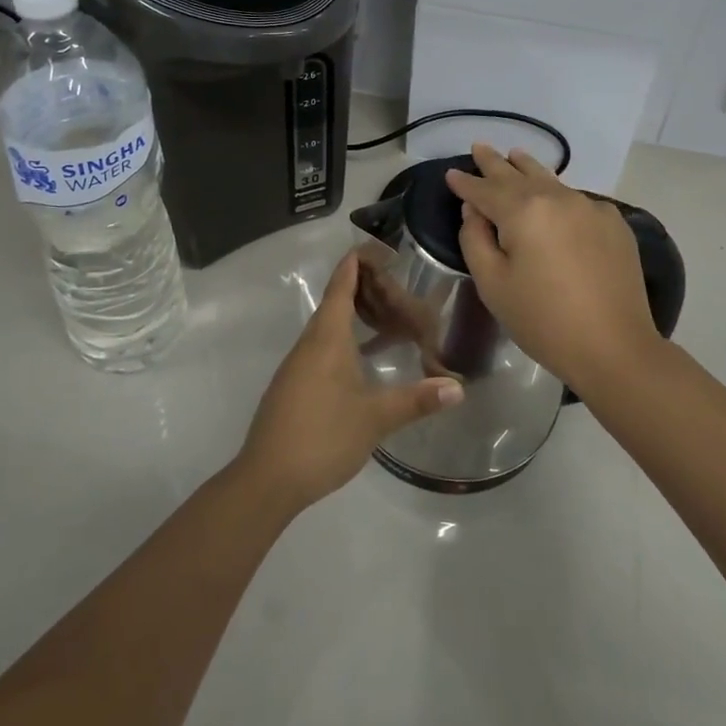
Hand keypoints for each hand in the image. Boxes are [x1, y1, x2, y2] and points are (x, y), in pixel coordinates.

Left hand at [236, 253, 462, 511]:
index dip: (358, 262)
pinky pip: (324, 348)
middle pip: (336, 302)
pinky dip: (348, 341)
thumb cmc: (322, 436)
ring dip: (357, 317)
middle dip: (365, 289)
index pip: (341, 285)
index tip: (380, 246)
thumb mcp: (375, 418)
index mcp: (326, 338)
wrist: (267, 479)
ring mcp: (299, 366)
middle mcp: (309, 344)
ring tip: (390, 318)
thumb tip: (458, 387)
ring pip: (330, 327)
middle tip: (399, 286)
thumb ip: (417, 400)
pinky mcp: (296, 386)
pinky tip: (367, 359)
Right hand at [445, 144, 661, 389]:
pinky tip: (556, 202)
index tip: (451, 174)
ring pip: (551, 180)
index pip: (485, 189)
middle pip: (518, 174)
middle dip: (495, 162)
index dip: (465, 182)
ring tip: (516, 155)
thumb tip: (474, 210)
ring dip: (528, 169)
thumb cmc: (542, 320)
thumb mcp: (493, 284)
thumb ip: (476, 239)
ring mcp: (591, 207)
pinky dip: (559, 196)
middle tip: (480, 146)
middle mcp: (558, 198)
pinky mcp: (614, 223)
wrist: (614, 347)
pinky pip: (577, 201)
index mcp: (523, 211)